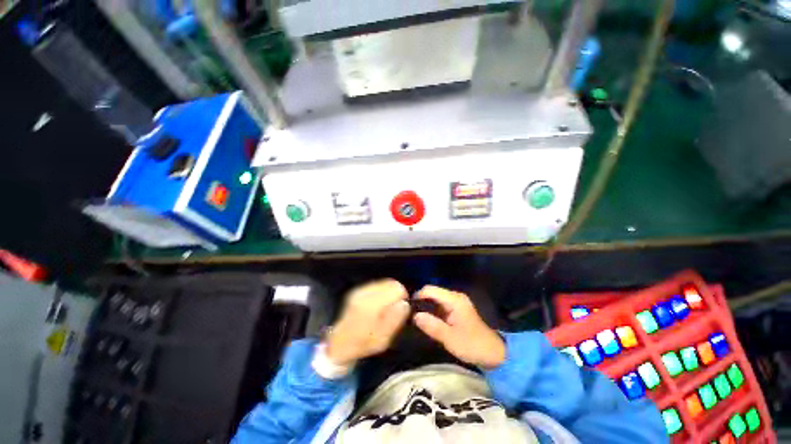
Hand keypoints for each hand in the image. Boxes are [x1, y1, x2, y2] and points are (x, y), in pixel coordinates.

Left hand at [325, 279, 410, 366]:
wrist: (340, 343)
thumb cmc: (363, 344)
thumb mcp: (383, 339)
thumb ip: (394, 319)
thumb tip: (404, 303)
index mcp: (370, 305)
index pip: (395, 289)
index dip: (403, 296)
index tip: (403, 307)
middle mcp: (364, 293)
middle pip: (390, 283)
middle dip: (397, 293)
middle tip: (396, 307)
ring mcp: (360, 290)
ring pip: (384, 282)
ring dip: (390, 292)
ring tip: (387, 306)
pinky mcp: (358, 290)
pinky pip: (377, 285)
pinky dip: (383, 292)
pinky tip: (380, 304)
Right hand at [413, 286, 505, 368]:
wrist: (493, 353)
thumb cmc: (472, 345)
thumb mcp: (450, 338)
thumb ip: (432, 326)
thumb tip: (414, 316)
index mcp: (454, 300)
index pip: (430, 289)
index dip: (418, 296)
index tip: (408, 308)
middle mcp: (455, 296)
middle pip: (432, 292)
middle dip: (421, 302)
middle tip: (411, 315)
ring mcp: (456, 302)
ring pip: (435, 299)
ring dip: (426, 307)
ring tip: (417, 319)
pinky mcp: (457, 309)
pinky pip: (440, 305)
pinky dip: (433, 311)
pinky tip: (428, 321)